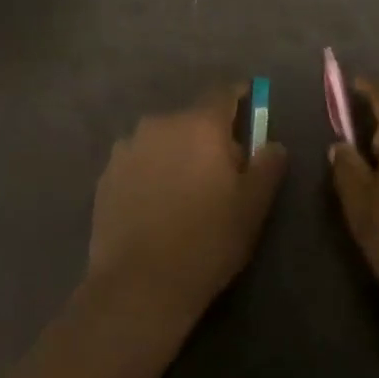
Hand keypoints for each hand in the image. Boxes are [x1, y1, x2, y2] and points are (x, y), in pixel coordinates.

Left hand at [87, 87, 288, 324]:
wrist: (139, 284)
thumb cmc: (207, 241)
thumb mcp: (253, 207)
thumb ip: (267, 166)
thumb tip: (272, 143)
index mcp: (200, 124)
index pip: (223, 93)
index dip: (239, 98)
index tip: (250, 109)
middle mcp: (160, 124)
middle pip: (192, 119)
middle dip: (209, 136)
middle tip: (222, 170)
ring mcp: (127, 147)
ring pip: (163, 140)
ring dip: (177, 153)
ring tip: (185, 191)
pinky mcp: (106, 174)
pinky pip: (139, 161)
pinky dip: (151, 172)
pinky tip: (156, 205)